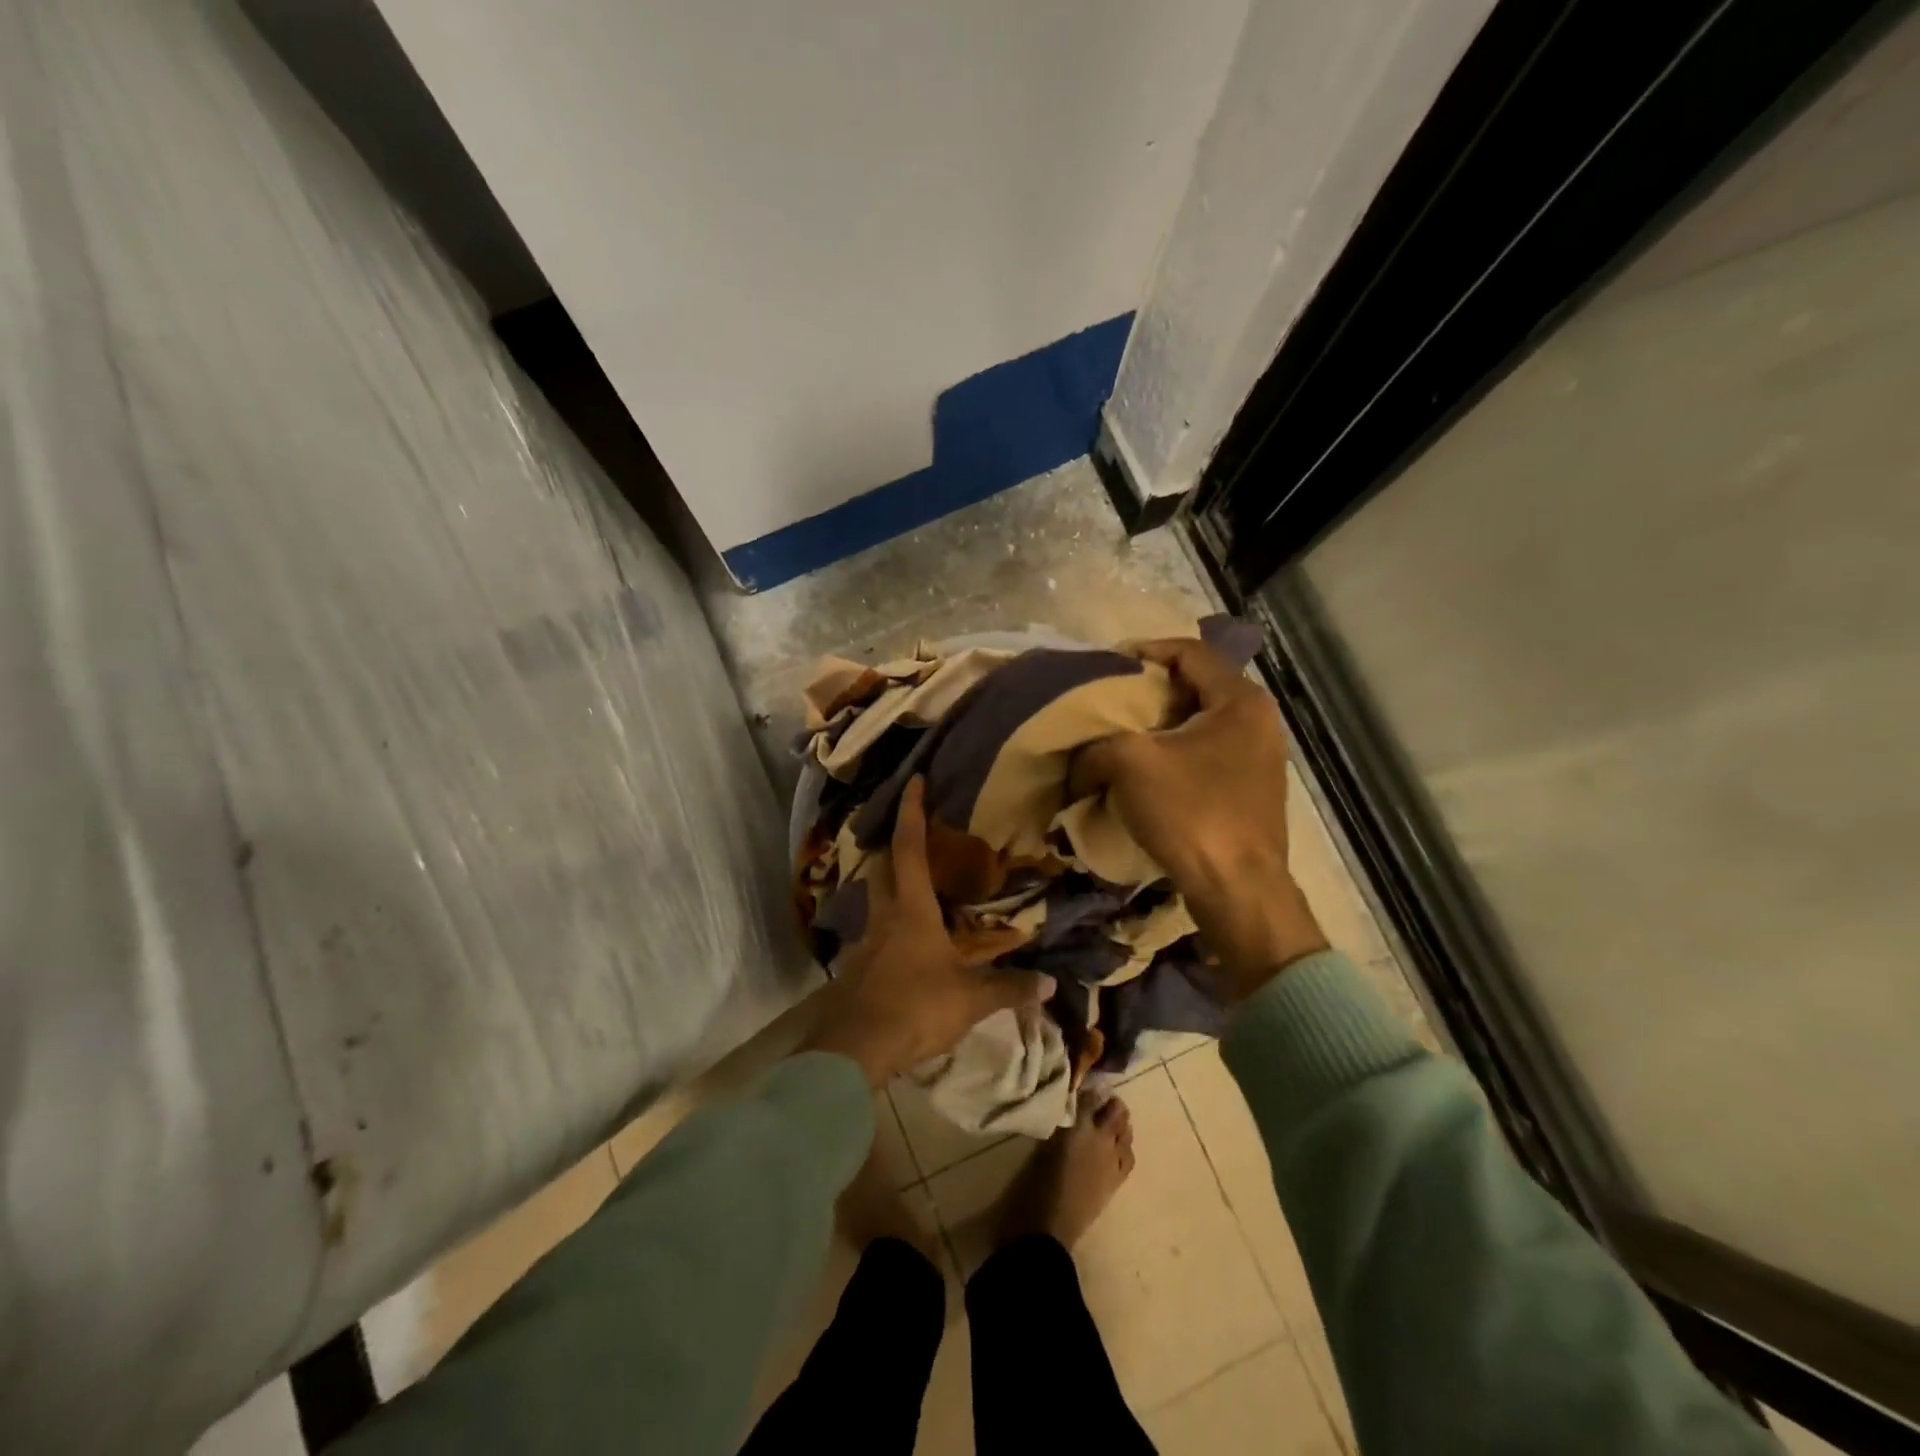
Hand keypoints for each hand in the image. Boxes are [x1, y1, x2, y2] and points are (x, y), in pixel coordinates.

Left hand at [807, 778, 1054, 1085]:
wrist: (857, 1049)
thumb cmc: (916, 1007)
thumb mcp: (971, 999)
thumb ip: (1010, 988)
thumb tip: (1051, 984)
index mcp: (911, 909)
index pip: (909, 847)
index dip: (912, 811)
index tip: (914, 780)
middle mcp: (884, 916)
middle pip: (883, 868)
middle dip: (896, 847)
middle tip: (917, 839)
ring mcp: (866, 942)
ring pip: (878, 901)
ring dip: (894, 889)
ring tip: (921, 895)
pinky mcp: (859, 968)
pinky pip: (878, 936)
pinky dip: (893, 930)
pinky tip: (910, 949)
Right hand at [1073, 638, 1326, 1000]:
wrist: (1238, 890)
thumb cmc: (1191, 812)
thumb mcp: (1129, 764)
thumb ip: (1096, 745)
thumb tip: (1079, 760)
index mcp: (1240, 700)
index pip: (1190, 652)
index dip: (1145, 650)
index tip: (1108, 665)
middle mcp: (1258, 721)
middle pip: (1195, 686)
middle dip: (1148, 692)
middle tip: (1110, 701)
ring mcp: (1259, 758)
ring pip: (1198, 723)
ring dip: (1158, 727)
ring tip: (1120, 737)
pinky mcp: (1250, 790)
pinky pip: (1206, 754)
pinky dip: (1173, 754)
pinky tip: (1144, 773)